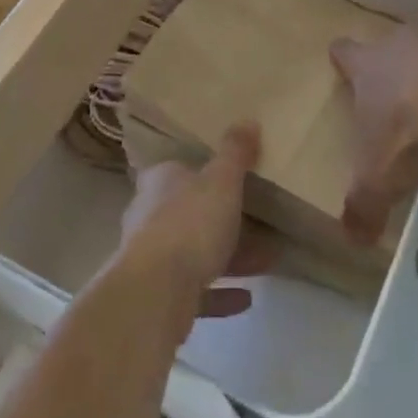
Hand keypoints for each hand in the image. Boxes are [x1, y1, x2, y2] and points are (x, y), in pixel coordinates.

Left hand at [119, 124, 277, 321]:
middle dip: (224, 218)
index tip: (234, 178)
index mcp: (161, 181)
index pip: (180, 168)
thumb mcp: (222, 181)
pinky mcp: (160, 294)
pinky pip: (196, 290)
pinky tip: (246, 298)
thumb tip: (248, 119)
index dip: (205, 171)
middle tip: (261, 221)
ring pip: (195, 250)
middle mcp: (150, 214)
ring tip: (267, 258)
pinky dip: (220, 293)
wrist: (155, 292)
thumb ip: (235, 153)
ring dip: (229, 256)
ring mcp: (152, 256)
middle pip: (191, 211)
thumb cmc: (190, 224)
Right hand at [329, 0, 417, 242]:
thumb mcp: (381, 180)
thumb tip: (350, 241)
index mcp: (367, 67)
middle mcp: (398, 41)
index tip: (347, 66)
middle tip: (409, 86)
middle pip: (391, 42)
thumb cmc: (409, 137)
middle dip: (397, 59)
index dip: (346, 60)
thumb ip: (362, 207)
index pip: (345, 52)